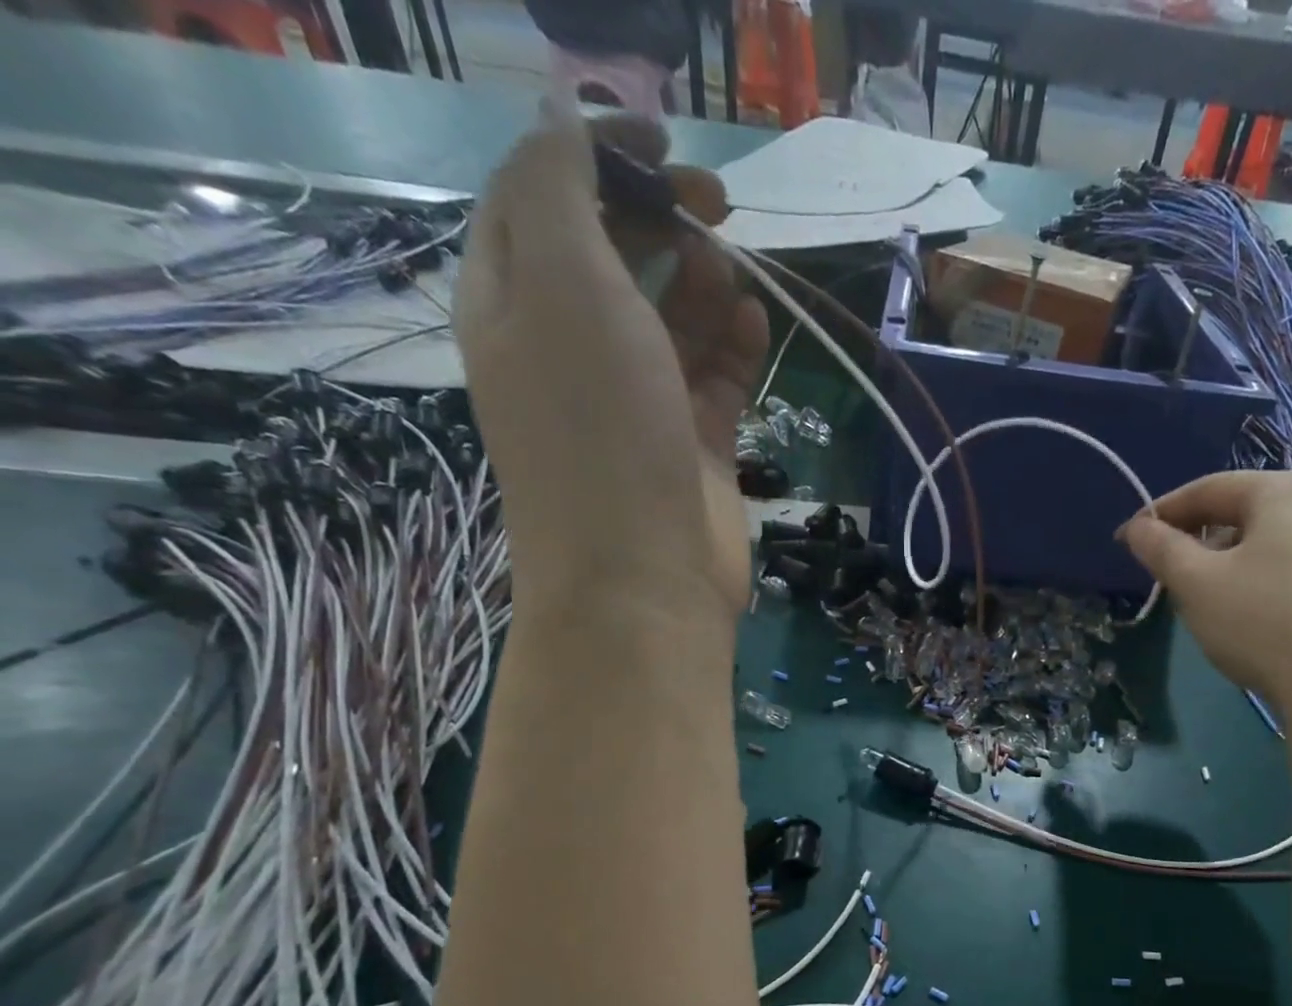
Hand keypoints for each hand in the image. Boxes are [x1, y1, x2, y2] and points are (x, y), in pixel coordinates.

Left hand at [455, 106, 768, 631]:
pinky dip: (736, 346)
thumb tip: (566, 121)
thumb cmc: (597, 427)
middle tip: (716, 209)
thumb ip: (561, 191)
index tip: (666, 143)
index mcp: (515, 303)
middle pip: (615, 254)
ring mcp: (637, 400)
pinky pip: (716, 377)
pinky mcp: (691, 443)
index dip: (597, 153)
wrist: (642, 577)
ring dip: (704, 283)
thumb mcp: (565, 285)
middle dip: (661, 217)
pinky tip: (756, 328)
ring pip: (673, 317)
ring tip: (731, 275)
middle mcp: (571, 347)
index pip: (542, 197)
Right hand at [1118, 471, 1291, 704]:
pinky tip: (1246, 618)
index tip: (1126, 540)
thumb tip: (1137, 527)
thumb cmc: (1262, 620)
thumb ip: (1160, 548)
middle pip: (1239, 513)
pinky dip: (1256, 582)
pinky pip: (1289, 568)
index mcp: (1282, 489)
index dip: (1159, 513)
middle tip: (1164, 573)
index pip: (1206, 489)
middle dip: (1194, 539)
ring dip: (1224, 564)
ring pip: (1264, 543)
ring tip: (1201, 600)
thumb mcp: (1196, 583)